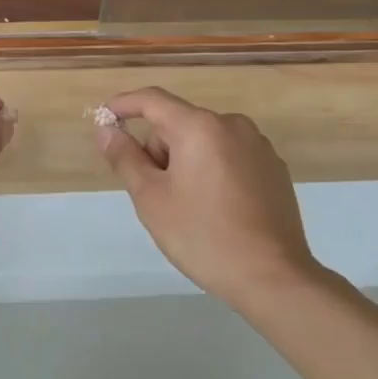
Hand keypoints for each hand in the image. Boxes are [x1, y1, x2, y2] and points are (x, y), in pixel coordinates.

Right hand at [95, 87, 316, 308]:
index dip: (123, 105)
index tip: (103, 118)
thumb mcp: (151, 199)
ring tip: (190, 208)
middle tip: (157, 196)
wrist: (274, 278)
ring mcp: (258, 145)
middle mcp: (232, 124)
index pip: (152, 100)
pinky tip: (218, 210)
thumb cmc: (203, 236)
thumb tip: (106, 130)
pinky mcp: (274, 168)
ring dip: (186, 162)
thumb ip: (125, 158)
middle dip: (159, 151)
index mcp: (200, 127)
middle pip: (178, 124)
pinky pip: (229, 156)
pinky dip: (213, 171)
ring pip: (204, 141)